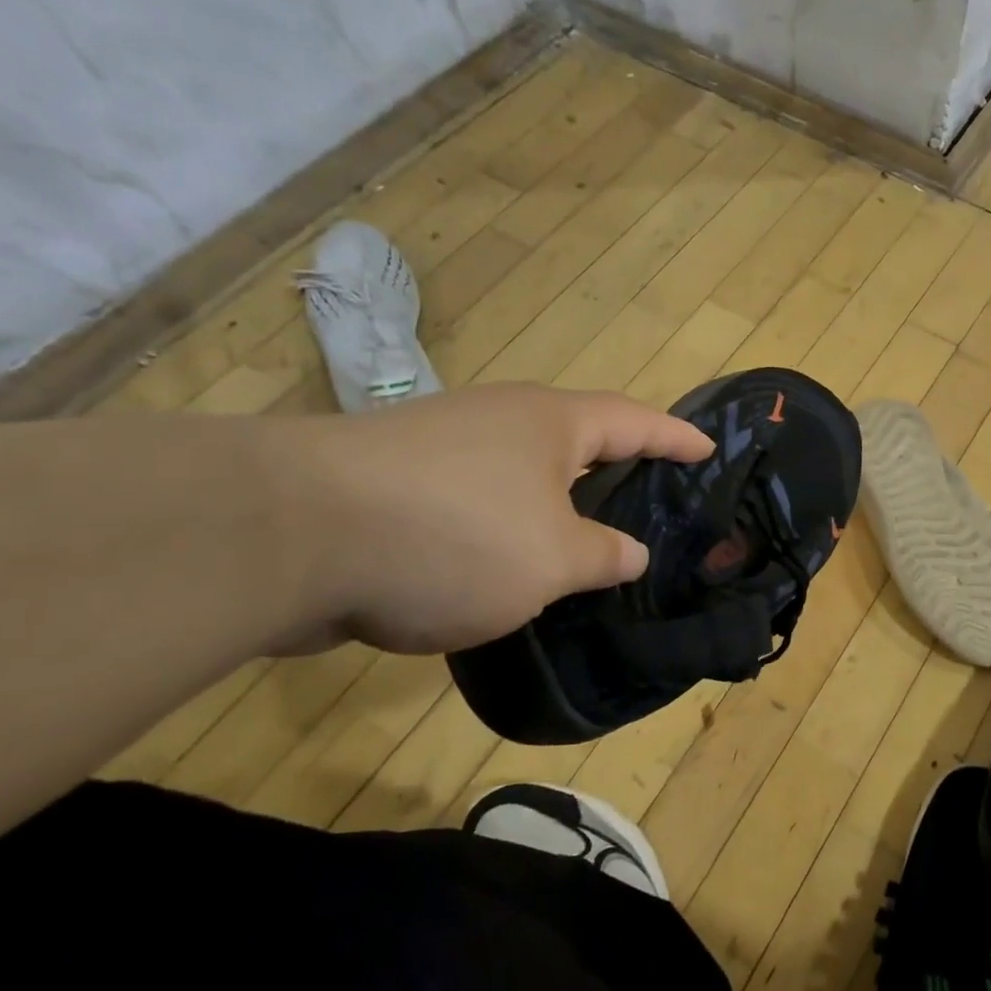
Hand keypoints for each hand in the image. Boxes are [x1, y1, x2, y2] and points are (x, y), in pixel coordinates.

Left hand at [280, 384, 712, 654]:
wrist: (283, 538)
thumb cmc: (454, 536)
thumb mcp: (553, 559)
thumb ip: (603, 556)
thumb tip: (630, 553)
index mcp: (548, 423)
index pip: (633, 421)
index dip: (675, 436)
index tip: (707, 448)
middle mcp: (497, 420)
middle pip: (575, 439)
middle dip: (614, 467)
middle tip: (650, 496)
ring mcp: (438, 447)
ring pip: (520, 475)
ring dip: (554, 505)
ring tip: (584, 543)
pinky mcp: (391, 485)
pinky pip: (475, 502)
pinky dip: (504, 529)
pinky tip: (506, 569)